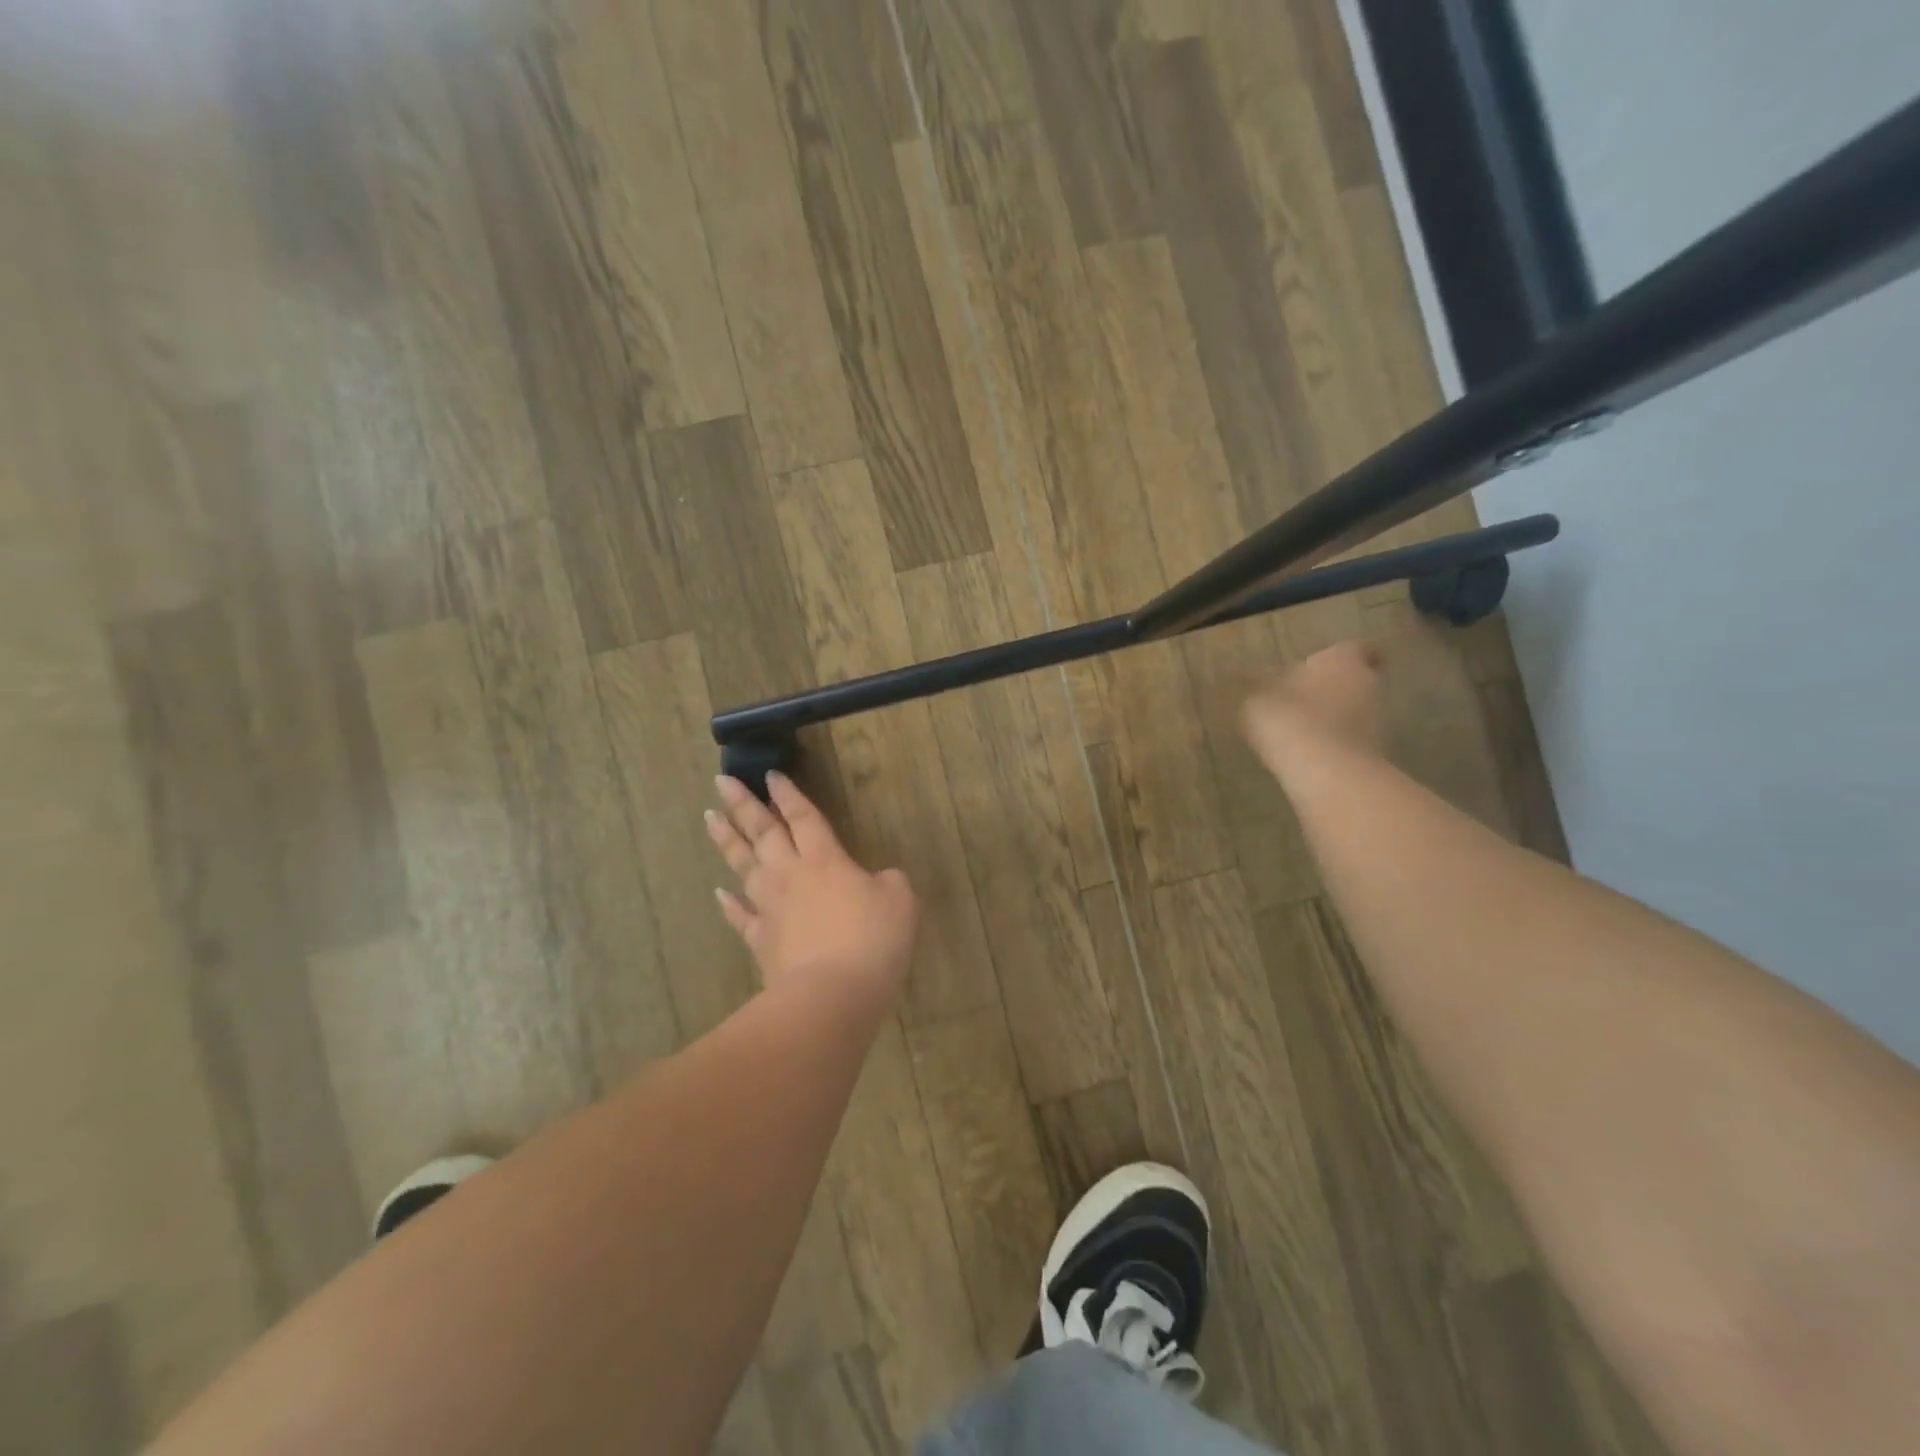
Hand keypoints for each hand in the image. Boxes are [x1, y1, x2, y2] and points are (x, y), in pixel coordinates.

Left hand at [706, 773, 918, 1003]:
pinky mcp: (761, 942)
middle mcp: (791, 875)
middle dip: (743, 804)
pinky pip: (740, 917)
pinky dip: (729, 904)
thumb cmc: (871, 940)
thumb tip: (878, 880)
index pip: (803, 817)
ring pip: (744, 866)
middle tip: (722, 781)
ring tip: (710, 818)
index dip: (787, 794)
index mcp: (825, 859)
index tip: (770, 774)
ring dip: (728, 841)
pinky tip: (718, 893)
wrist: (832, 995)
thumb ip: (889, 882)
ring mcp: (770, 908)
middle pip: (764, 833)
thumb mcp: (900, 901)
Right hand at [1241, 640, 1386, 776]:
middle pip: (1359, 679)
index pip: (1355, 648)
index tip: (1326, 665)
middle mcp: (1368, 683)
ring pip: (1358, 710)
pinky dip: (1337, 743)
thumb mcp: (1258, 698)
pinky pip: (1353, 740)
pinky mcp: (1375, 752)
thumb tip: (1267, 686)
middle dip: (1337, 686)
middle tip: (1309, 696)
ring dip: (1337, 716)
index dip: (1342, 656)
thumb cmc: (1287, 717)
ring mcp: (1377, 719)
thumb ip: (1267, 688)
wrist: (1322, 769)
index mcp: (1341, 659)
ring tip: (1306, 728)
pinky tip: (1311, 752)